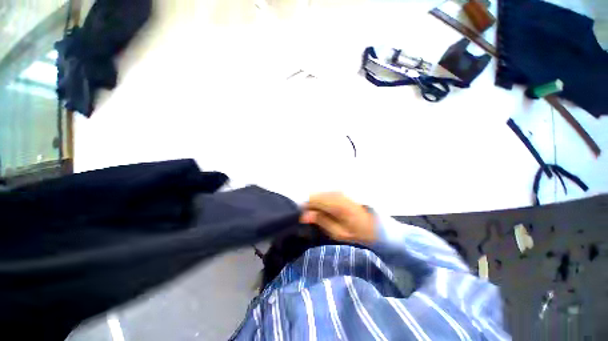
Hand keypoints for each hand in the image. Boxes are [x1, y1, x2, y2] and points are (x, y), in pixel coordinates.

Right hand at [300, 192, 376, 243]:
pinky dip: (319, 202)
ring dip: (313, 204)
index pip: (312, 199)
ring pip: (317, 194)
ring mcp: (338, 191)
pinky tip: (324, 211)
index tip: (301, 218)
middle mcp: (336, 193)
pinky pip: (323, 194)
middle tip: (309, 219)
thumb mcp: (339, 233)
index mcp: (336, 204)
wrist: (375, 225)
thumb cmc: (357, 233)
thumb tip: (304, 215)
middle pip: (313, 195)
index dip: (303, 208)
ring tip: (317, 216)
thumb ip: (321, 221)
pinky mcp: (339, 192)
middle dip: (308, 206)